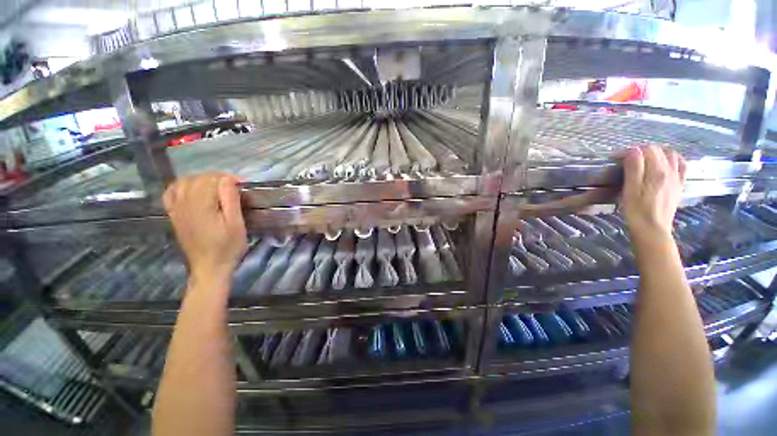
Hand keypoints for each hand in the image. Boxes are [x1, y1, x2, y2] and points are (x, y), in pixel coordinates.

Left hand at [163, 174, 246, 284]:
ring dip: (201, 180)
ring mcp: (176, 209)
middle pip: (198, 179)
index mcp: (201, 205)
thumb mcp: (236, 224)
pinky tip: (192, 190)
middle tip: (233, 187)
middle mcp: (184, 203)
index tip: (241, 185)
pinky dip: (182, 186)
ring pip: (184, 182)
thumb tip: (228, 180)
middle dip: (216, 178)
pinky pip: (172, 193)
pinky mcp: (174, 215)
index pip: (211, 180)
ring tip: (215, 187)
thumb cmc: (228, 246)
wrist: (209, 267)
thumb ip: (231, 200)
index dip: (228, 179)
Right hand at [620, 146, 685, 242]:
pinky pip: (681, 166)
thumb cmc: (636, 209)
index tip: (617, 158)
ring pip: (671, 155)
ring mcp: (677, 177)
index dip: (630, 151)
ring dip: (657, 153)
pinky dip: (673, 160)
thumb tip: (633, 150)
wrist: (652, 228)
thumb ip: (634, 168)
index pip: (646, 150)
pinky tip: (666, 164)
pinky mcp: (679, 185)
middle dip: (642, 150)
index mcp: (657, 170)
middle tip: (627, 159)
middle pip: (658, 150)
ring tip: (645, 159)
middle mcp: (670, 170)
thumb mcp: (630, 189)